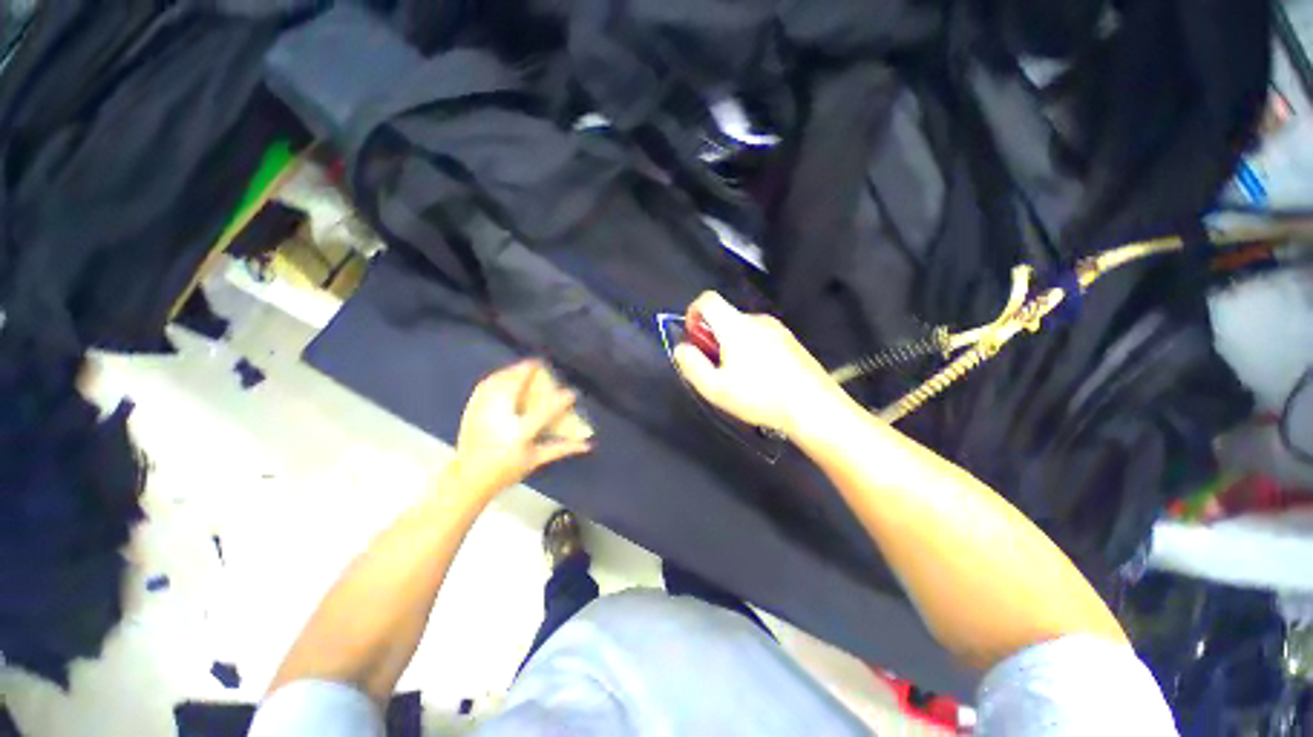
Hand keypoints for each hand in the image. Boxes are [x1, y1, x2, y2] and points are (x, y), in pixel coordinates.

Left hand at [450, 359, 592, 499]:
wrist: (468, 479)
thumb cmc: (506, 471)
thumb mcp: (536, 460)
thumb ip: (562, 448)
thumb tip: (589, 444)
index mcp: (519, 434)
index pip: (544, 413)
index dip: (560, 401)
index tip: (571, 392)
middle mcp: (500, 421)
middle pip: (514, 389)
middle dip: (526, 372)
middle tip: (538, 363)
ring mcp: (483, 414)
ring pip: (496, 384)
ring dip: (510, 371)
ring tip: (523, 366)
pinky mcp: (471, 412)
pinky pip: (483, 388)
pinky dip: (495, 377)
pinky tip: (503, 374)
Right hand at [673, 292, 844, 434]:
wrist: (813, 407)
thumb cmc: (761, 397)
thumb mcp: (716, 388)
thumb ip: (692, 365)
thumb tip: (681, 348)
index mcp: (736, 326)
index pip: (708, 300)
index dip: (693, 314)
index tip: (694, 339)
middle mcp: (757, 320)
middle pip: (725, 317)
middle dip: (713, 338)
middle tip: (716, 368)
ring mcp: (777, 329)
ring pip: (743, 329)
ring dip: (732, 346)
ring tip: (739, 378)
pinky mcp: (790, 341)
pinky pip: (761, 337)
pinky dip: (751, 350)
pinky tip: (760, 377)